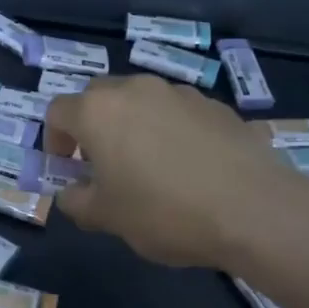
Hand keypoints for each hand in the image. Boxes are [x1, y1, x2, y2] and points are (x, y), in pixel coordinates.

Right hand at [44, 74, 308, 268]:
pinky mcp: (215, 105)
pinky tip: (189, 167)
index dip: (54, 140)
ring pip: (140, 100)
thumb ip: (76, 202)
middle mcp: (135, 90)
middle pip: (98, 97)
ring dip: (132, 125)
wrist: (254, 210)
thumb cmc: (165, 213)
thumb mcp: (107, 218)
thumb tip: (70, 193)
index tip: (66, 169)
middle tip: (103, 163)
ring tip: (149, 166)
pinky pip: (177, 112)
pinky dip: (170, 130)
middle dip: (92, 126)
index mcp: (98, 112)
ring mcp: (178, 93)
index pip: (57, 112)